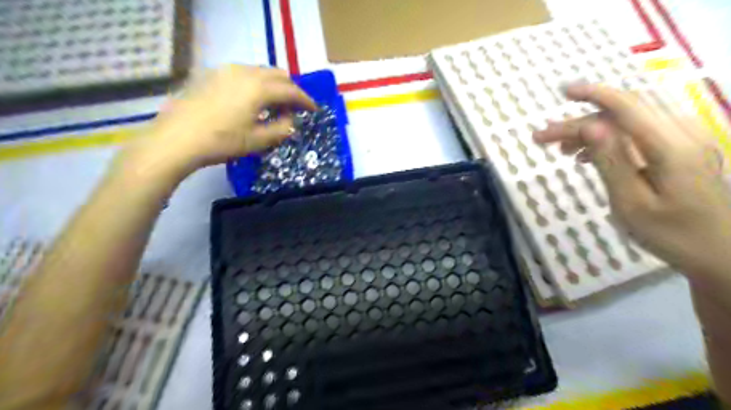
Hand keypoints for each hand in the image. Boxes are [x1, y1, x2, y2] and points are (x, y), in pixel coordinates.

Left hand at [119, 63, 315, 175]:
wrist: (177, 139)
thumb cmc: (222, 141)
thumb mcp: (258, 140)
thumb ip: (282, 129)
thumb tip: (292, 120)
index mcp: (259, 88)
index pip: (291, 91)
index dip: (305, 100)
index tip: (314, 110)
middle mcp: (245, 72)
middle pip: (277, 75)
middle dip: (290, 90)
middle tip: (295, 108)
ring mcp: (226, 70)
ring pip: (260, 72)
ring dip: (273, 86)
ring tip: (273, 106)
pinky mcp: (211, 75)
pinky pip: (243, 74)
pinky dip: (255, 84)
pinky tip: (250, 101)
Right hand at [532, 84, 729, 285]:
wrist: (720, 253)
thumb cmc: (671, 234)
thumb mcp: (631, 202)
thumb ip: (611, 161)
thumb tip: (590, 125)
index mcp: (671, 147)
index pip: (628, 106)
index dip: (594, 94)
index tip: (562, 92)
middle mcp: (682, 134)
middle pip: (623, 114)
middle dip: (580, 121)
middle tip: (543, 138)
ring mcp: (685, 141)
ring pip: (629, 122)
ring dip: (592, 130)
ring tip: (562, 150)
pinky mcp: (681, 150)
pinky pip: (639, 134)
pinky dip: (609, 140)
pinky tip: (588, 155)